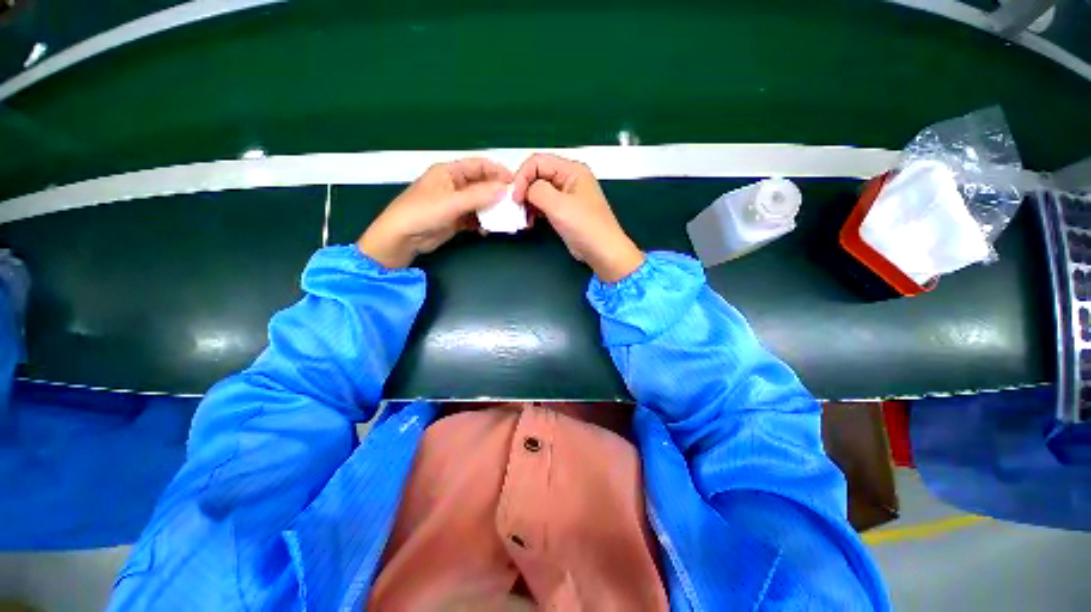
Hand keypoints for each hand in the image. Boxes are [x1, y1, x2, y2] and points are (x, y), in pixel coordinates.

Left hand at [358, 158, 511, 267]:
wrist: (402, 238)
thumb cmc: (422, 213)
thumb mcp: (452, 202)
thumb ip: (478, 196)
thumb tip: (504, 190)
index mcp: (450, 172)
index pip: (479, 166)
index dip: (497, 172)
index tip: (515, 183)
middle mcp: (454, 185)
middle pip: (482, 185)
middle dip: (497, 193)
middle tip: (514, 203)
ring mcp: (455, 203)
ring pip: (480, 202)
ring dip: (492, 210)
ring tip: (505, 218)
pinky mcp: (456, 219)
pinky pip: (475, 217)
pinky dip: (483, 222)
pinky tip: (488, 230)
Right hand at [512, 154, 643, 281]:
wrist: (603, 252)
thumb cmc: (586, 227)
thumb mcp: (559, 206)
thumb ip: (537, 191)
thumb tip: (525, 190)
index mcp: (572, 170)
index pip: (537, 162)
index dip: (522, 177)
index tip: (515, 198)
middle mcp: (569, 179)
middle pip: (537, 175)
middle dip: (524, 190)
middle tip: (517, 208)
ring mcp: (567, 195)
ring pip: (539, 191)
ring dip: (528, 202)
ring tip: (524, 218)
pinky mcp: (564, 210)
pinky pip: (544, 204)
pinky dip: (534, 211)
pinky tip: (531, 222)